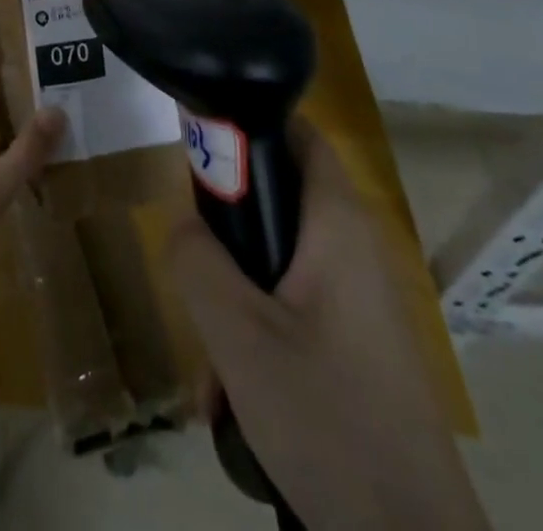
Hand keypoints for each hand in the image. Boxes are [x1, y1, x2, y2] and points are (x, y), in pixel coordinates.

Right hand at [169, 120, 488, 530]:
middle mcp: (354, 250)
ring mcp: (360, 302)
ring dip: (235, 302)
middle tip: (193, 272)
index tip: (198, 149)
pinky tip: (234, 401)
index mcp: (336, 224)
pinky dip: (260, 337)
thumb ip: (197, 260)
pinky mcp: (359, 347)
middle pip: (278, 202)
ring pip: (279, 267)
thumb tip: (182, 222)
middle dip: (226, 235)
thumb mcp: (238, 335)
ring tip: (211, 370)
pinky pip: (296, 312)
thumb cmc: (327, 418)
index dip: (248, 125)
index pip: (298, 132)